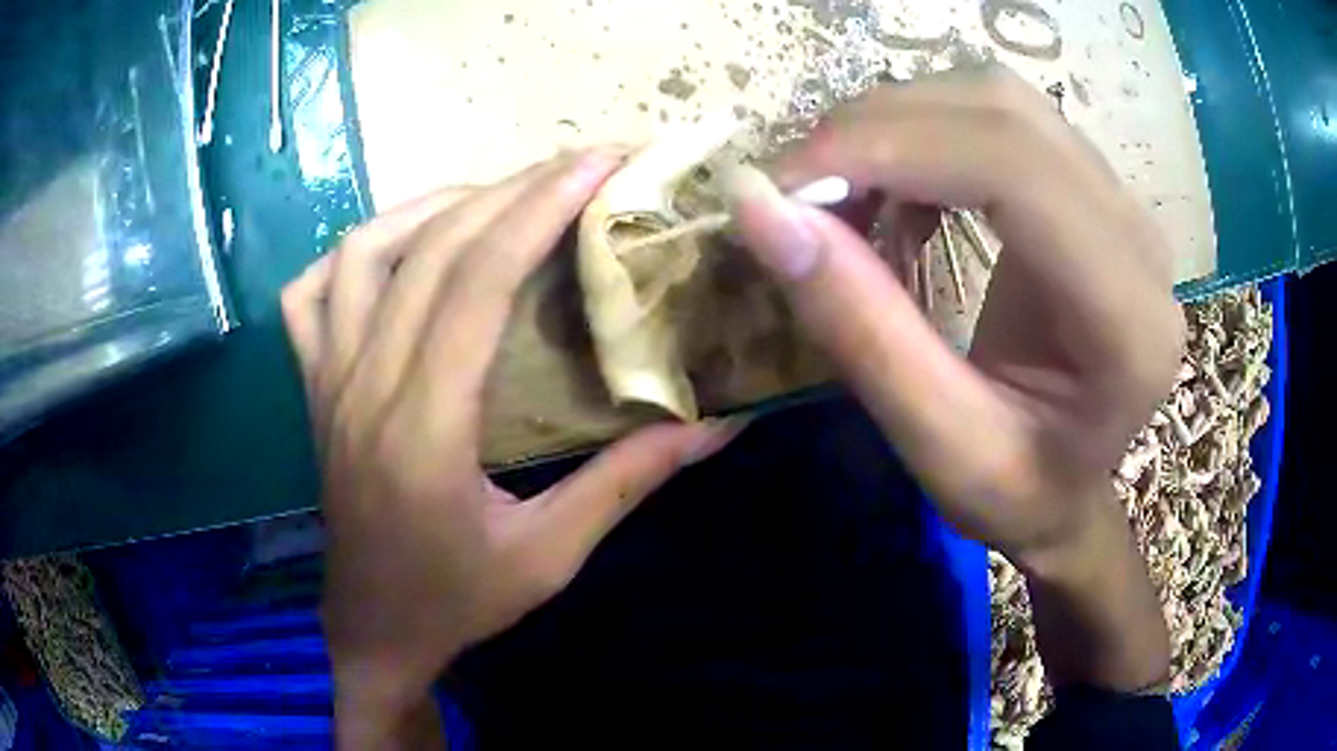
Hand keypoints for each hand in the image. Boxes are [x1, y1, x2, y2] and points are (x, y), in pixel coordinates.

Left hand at [281, 152, 739, 745]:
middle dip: (511, 189)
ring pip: (360, 253)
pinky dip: (352, 254)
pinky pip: (308, 296)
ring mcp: (327, 381)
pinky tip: (397, 248)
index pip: (476, 282)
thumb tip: (716, 427)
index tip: (599, 163)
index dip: (539, 208)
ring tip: (497, 197)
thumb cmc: (457, 602)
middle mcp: (365, 386)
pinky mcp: (313, 389)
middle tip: (578, 164)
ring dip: (432, 206)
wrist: (374, 629)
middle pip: (430, 250)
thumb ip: (627, 483)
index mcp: (424, 429)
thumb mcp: (550, 556)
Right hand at [729, 65, 1180, 690]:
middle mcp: (1140, 238)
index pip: (1015, 169)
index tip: (786, 186)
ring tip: (846, 193)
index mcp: (1127, 319)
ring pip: (997, 99)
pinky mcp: (1093, 189)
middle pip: (1003, 112)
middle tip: (799, 190)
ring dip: (899, 125)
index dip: (889, 148)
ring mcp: (1122, 202)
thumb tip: (760, 209)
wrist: (1072, 488)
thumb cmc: (1019, 494)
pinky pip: (1000, 118)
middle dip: (879, 129)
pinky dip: (925, 135)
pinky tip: (900, 193)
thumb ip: (860, 329)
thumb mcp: (937, 447)